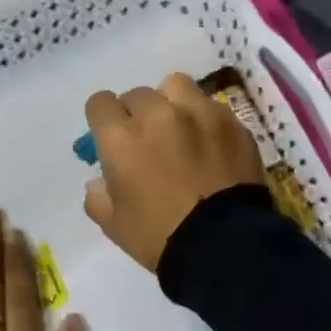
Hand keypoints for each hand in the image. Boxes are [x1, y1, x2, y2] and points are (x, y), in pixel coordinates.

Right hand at [82, 73, 263, 271]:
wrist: (224, 244)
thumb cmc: (160, 237)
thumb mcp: (114, 225)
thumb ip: (99, 197)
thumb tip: (100, 181)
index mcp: (121, 137)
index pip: (100, 103)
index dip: (104, 119)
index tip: (112, 137)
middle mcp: (157, 114)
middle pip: (138, 94)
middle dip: (137, 114)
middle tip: (148, 141)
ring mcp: (199, 113)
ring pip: (176, 86)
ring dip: (172, 102)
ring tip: (181, 128)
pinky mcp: (231, 121)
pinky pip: (210, 106)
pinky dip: (205, 120)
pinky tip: (212, 145)